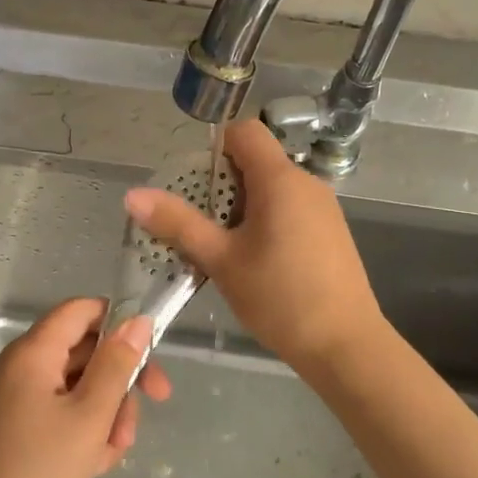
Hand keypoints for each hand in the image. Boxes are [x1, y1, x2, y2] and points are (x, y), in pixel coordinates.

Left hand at [0, 299, 169, 477]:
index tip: (149, 352)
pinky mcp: (12, 426)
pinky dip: (81, 428)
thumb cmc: (42, 473)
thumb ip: (117, 364)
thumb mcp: (91, 416)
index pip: (80, 311)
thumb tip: (137, 320)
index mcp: (30, 353)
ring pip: (74, 385)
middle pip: (81, 350)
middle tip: (153, 405)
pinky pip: (57, 410)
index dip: (118, 322)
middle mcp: (17, 366)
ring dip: (105, 410)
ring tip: (114, 451)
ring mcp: (12, 398)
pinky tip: (95, 462)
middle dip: (118, 379)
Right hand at [125, 118, 381, 372]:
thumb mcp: (221, 260)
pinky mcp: (331, 231)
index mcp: (280, 179)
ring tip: (222, 248)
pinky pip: (289, 209)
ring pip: (272, 188)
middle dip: (221, 184)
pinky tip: (254, 262)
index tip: (194, 183)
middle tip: (199, 225)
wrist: (344, 345)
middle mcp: (306, 183)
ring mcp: (323, 207)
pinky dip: (265, 221)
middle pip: (256, 161)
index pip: (244, 131)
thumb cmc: (279, 298)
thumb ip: (178, 223)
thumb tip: (133, 195)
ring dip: (241, 207)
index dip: (214, 146)